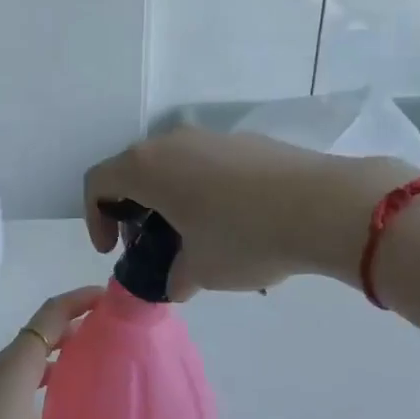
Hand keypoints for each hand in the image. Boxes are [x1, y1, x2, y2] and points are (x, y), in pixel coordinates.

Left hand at [0, 288, 163, 418]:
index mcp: (17, 366)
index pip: (52, 314)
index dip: (80, 299)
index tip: (108, 295)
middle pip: (38, 335)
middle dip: (72, 329)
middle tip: (107, 336)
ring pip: (23, 361)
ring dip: (53, 357)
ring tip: (85, 370)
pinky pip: (11, 382)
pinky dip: (36, 381)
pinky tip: (48, 411)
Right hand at [84, 130, 419, 299]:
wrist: (325, 205)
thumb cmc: (244, 237)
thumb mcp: (200, 270)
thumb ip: (173, 278)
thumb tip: (176, 281)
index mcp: (147, 167)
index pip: (97, 184)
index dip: (95, 219)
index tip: (114, 251)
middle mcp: (172, 141)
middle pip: (133, 171)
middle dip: (132, 211)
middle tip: (150, 247)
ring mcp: (210, 136)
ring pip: (171, 165)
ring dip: (167, 199)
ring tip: (192, 237)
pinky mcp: (244, 141)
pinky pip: (205, 163)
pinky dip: (200, 189)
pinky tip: (231, 221)